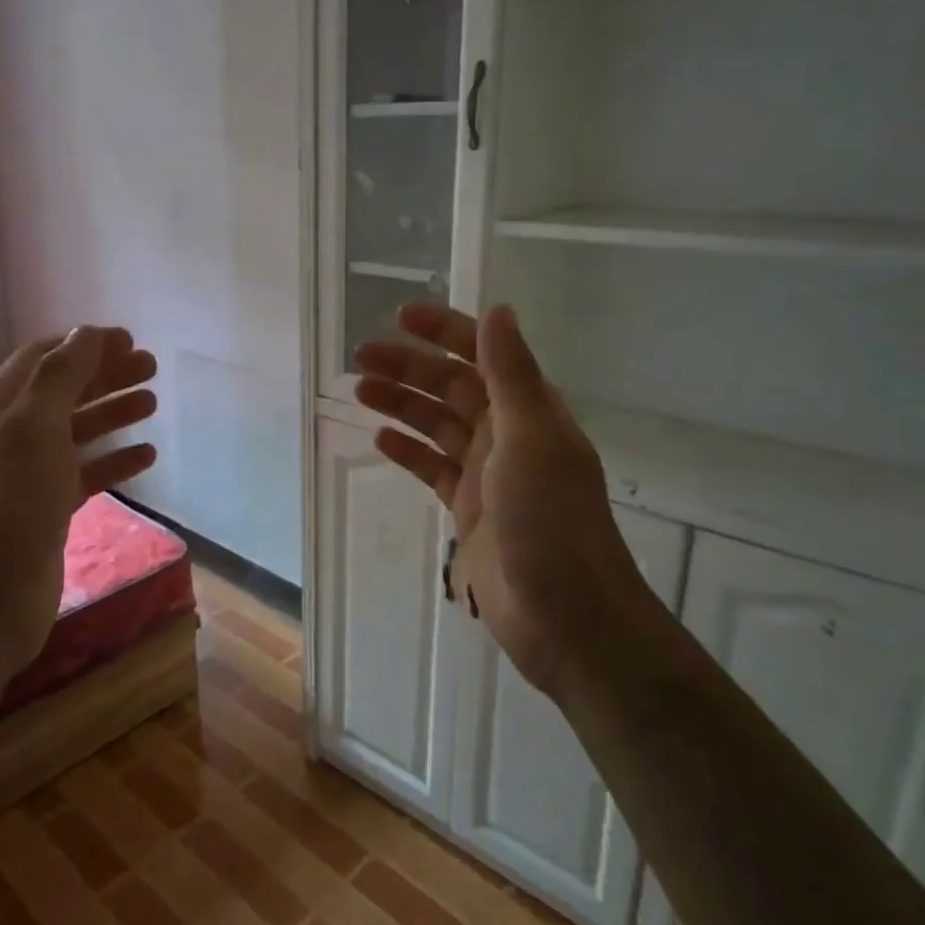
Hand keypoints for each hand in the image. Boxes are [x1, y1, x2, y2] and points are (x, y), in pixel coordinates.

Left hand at [0, 326, 158, 667]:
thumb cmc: (12, 500)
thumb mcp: (34, 424)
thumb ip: (62, 374)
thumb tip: (88, 333)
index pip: (43, 357)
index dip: (85, 344)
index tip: (130, 340)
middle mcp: (9, 433)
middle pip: (64, 391)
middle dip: (106, 375)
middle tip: (152, 368)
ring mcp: (28, 472)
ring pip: (77, 430)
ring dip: (113, 413)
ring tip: (153, 403)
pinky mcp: (47, 507)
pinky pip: (86, 472)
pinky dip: (114, 460)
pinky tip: (146, 455)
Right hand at [354, 304, 659, 694]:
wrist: (564, 613)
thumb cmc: (550, 520)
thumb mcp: (531, 438)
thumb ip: (511, 375)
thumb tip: (498, 310)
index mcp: (528, 410)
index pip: (482, 354)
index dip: (444, 331)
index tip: (400, 318)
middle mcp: (508, 433)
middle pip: (451, 387)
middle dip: (409, 367)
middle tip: (360, 357)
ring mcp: (487, 473)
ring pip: (437, 425)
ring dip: (402, 404)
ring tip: (360, 389)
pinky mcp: (469, 508)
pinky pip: (433, 468)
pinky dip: (409, 451)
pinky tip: (381, 439)